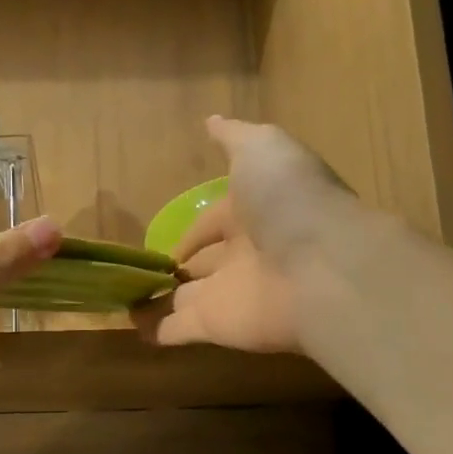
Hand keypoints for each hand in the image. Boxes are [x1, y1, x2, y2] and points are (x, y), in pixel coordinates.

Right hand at [135, 118, 356, 353]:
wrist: (323, 266)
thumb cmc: (289, 200)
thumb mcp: (262, 149)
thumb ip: (234, 138)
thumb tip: (211, 121)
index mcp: (255, 215)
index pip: (215, 223)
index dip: (194, 231)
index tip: (170, 242)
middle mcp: (244, 256)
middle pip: (205, 265)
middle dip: (181, 269)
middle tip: (144, 274)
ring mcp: (229, 294)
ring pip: (188, 299)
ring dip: (163, 302)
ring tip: (129, 304)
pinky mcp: (217, 327)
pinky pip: (181, 330)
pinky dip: (159, 332)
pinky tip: (136, 331)